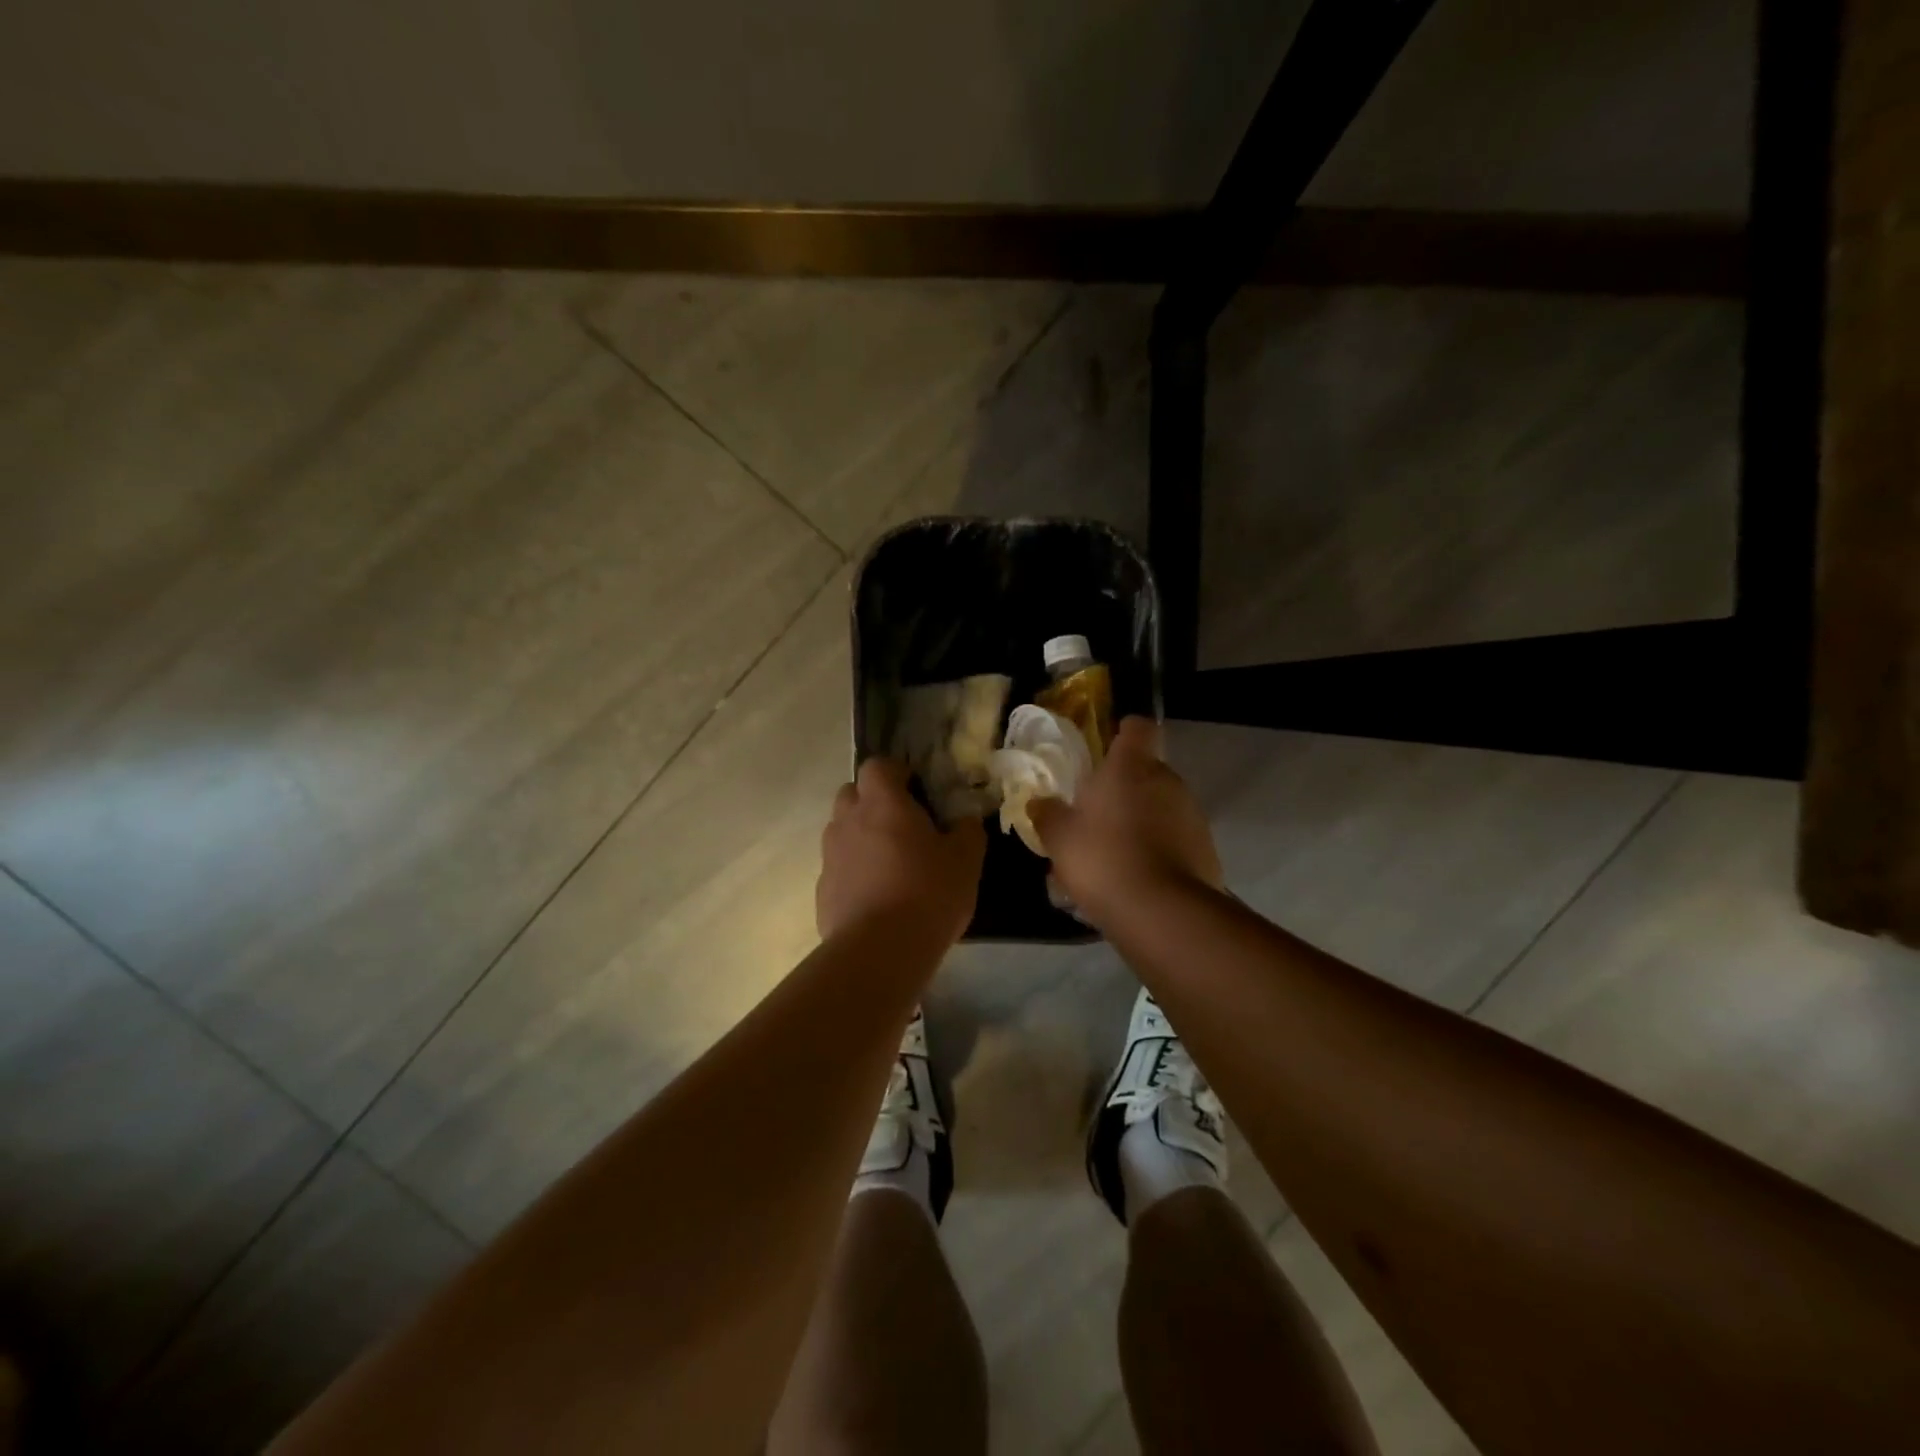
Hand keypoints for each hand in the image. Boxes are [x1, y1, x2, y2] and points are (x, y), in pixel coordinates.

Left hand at [817, 758, 984, 946]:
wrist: (879, 951)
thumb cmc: (928, 893)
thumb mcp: (965, 860)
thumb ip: (967, 832)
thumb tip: (965, 820)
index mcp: (882, 803)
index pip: (877, 766)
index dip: (895, 772)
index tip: (916, 789)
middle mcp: (848, 821)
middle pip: (851, 794)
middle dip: (873, 801)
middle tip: (903, 824)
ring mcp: (830, 856)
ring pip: (842, 831)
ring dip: (862, 836)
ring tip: (890, 863)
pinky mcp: (822, 890)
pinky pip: (838, 867)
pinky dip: (854, 871)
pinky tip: (877, 896)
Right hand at [1030, 717, 1222, 927]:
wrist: (1162, 913)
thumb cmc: (1103, 859)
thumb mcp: (1060, 838)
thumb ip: (1048, 815)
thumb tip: (1039, 802)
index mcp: (1132, 767)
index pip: (1137, 727)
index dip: (1123, 733)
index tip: (1108, 747)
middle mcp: (1168, 780)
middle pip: (1148, 770)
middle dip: (1126, 787)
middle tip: (1098, 813)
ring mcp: (1192, 815)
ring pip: (1163, 806)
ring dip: (1143, 819)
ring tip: (1116, 852)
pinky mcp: (1206, 849)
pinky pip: (1177, 838)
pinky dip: (1160, 849)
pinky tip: (1138, 876)